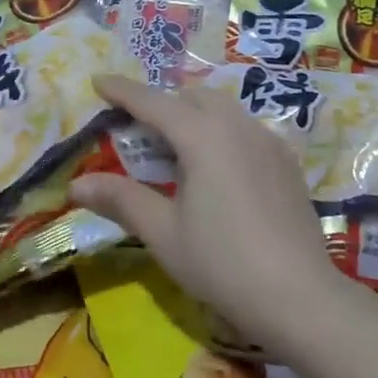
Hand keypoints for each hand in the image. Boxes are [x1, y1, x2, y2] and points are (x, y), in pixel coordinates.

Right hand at [69, 75, 341, 340]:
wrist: (300, 297)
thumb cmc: (222, 263)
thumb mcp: (163, 232)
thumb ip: (121, 199)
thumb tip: (76, 184)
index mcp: (203, 137)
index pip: (153, 103)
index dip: (123, 91)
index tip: (99, 80)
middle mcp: (238, 127)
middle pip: (192, 96)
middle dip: (161, 102)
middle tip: (136, 128)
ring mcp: (268, 142)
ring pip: (223, 108)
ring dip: (193, 114)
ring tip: (175, 146)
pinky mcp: (287, 163)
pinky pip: (246, 128)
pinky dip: (221, 130)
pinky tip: (217, 166)